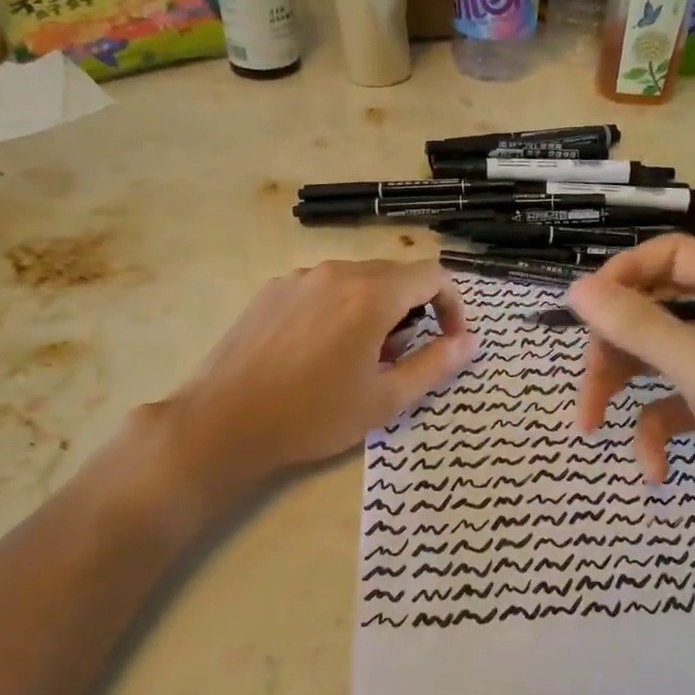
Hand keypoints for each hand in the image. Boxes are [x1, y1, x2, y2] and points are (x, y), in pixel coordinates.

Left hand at [157, 260, 475, 492]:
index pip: (431, 275)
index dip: (452, 304)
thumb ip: (436, 364)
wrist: (224, 421)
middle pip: (394, 276)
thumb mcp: (385, 400)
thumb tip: (471, 341)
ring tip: (357, 358)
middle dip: (412, 311)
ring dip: (375, 310)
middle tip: (399, 358)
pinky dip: (340, 309)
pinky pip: (323, 288)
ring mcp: (300, 278)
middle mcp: (337, 273)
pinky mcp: (272, 291)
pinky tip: (319, 351)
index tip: (449, 338)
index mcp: (371, 295)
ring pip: (357, 281)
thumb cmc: (313, 415)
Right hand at [568, 235, 694, 549]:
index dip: (622, 278)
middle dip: (614, 348)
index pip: (671, 257)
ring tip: (593, 426)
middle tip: (590, 383)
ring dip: (620, 390)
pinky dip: (654, 434)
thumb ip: (642, 328)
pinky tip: (656, 469)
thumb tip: (577, 290)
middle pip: (653, 310)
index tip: (584, 313)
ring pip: (652, 358)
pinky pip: (668, 405)